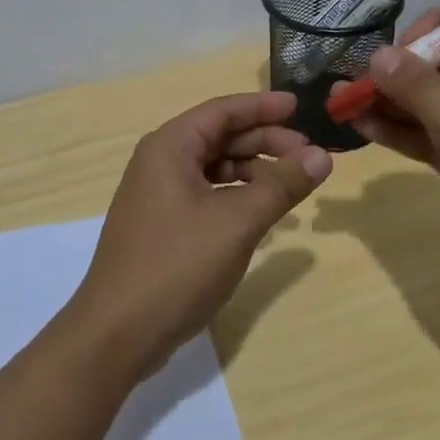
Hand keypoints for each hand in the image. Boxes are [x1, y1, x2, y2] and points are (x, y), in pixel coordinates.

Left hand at [61, 90, 331, 379]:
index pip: (222, 111)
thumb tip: (322, 156)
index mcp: (170, 146)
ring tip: (291, 185)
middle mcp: (159, 161)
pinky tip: (260, 212)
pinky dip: (235, 196)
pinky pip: (204, 193)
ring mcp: (157, 194)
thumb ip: (281, 185)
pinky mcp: (161, 224)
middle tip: (309, 155)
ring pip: (212, 167)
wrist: (117, 332)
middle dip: (264, 141)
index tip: (300, 108)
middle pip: (219, 137)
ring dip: (252, 171)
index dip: (263, 107)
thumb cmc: (177, 265)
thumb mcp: (237, 222)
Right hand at [337, 9, 439, 315]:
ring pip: (434, 101)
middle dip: (397, 69)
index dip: (429, 28)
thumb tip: (378, 54)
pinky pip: (434, 135)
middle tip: (353, 83)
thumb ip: (422, 90)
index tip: (394, 54)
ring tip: (342, 104)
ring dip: (391, 102)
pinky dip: (402, 132)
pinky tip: (362, 130)